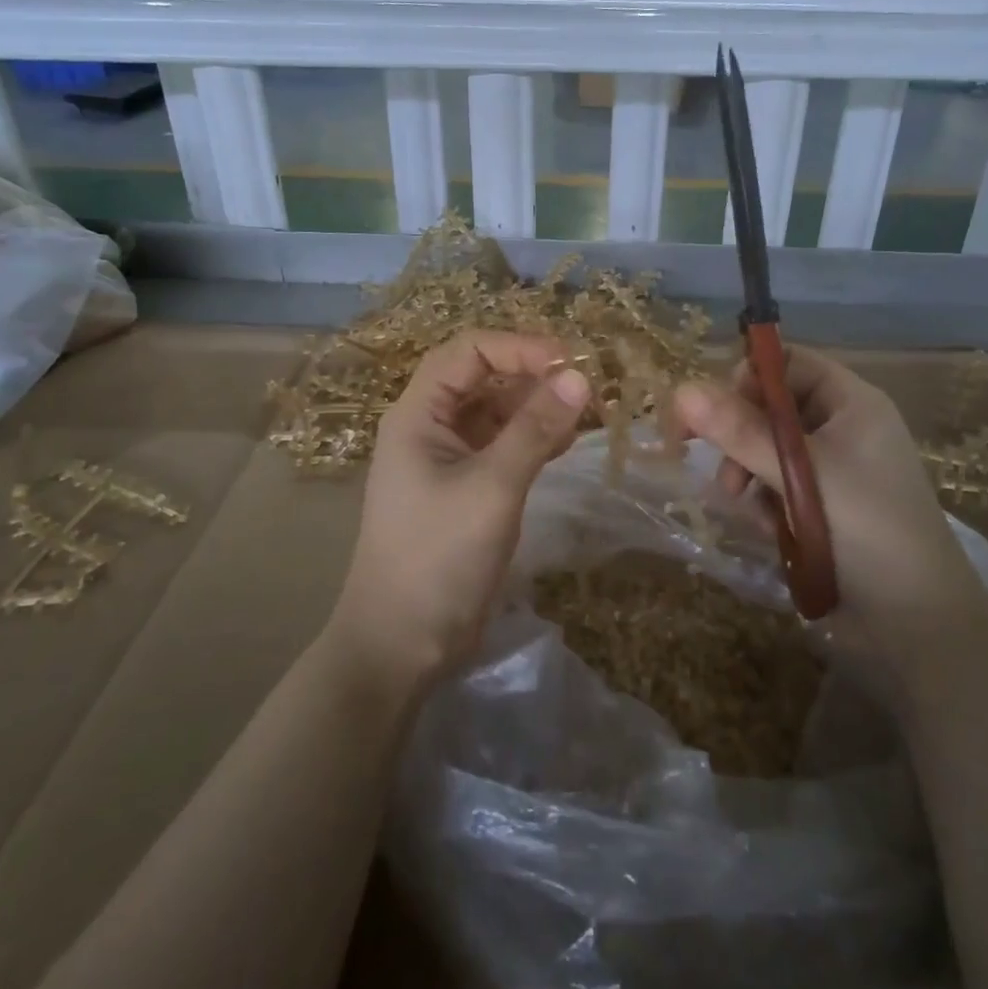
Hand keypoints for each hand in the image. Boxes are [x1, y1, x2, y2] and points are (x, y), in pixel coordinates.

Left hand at [330, 331, 590, 689]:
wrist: (402, 641)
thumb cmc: (439, 557)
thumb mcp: (492, 488)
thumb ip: (535, 430)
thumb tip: (579, 377)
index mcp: (418, 414)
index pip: (468, 352)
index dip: (518, 347)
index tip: (569, 361)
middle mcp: (429, 427)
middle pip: (482, 378)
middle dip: (532, 376)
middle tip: (585, 388)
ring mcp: (446, 459)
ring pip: (494, 413)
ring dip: (536, 407)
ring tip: (584, 414)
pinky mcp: (464, 488)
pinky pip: (500, 446)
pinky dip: (531, 439)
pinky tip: (563, 444)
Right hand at [674, 348, 987, 644]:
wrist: (918, 621)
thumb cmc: (868, 530)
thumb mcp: (801, 475)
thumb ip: (740, 432)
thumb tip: (681, 390)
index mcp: (851, 403)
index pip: (788, 364)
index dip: (748, 380)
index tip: (714, 414)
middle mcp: (842, 427)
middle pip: (772, 408)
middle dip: (742, 439)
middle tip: (724, 476)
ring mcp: (834, 469)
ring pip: (768, 451)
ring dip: (749, 475)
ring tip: (747, 509)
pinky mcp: (824, 506)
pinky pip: (778, 486)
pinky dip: (766, 503)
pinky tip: (771, 530)